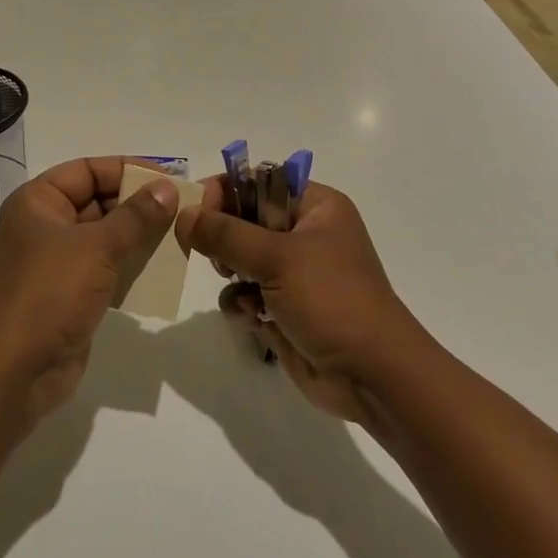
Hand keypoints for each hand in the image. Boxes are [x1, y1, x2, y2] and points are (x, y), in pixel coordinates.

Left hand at [0, 157, 179, 425]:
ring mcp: (56, 262)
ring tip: (180, 236)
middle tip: (183, 209)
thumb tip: (167, 188)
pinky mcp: (69, 294)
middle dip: (138, 205)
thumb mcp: (97, 247)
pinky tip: (163, 269)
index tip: (168, 178)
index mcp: (38, 202)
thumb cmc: (50, 293)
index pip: (87, 170)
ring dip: (139, 237)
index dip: (127, 170)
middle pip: (97, 201)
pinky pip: (105, 268)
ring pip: (104, 236)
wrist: (16, 371)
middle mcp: (44, 225)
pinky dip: (131, 266)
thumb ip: (136, 216)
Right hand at [176, 181, 423, 426]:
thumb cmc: (331, 300)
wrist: (373, 377)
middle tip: (215, 254)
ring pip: (240, 257)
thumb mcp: (277, 258)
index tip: (198, 212)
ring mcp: (294, 273)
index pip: (258, 181)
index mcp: (316, 206)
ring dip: (231, 272)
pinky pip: (245, 293)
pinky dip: (241, 303)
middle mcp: (305, 233)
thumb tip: (183, 214)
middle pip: (244, 219)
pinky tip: (250, 317)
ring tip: (235, 285)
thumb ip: (225, 233)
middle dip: (224, 237)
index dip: (226, 192)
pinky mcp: (284, 308)